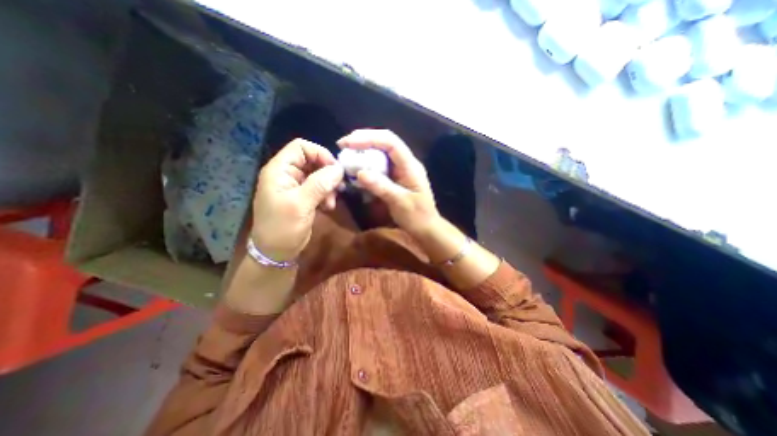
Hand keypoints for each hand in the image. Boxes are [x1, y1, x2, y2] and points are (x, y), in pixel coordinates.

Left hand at [253, 139, 342, 260]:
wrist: (276, 253)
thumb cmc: (283, 228)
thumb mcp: (301, 205)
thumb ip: (319, 184)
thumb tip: (339, 169)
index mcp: (279, 170)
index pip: (301, 147)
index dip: (320, 154)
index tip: (335, 170)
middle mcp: (287, 174)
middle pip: (312, 160)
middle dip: (327, 173)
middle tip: (338, 188)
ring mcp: (295, 186)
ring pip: (318, 175)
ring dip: (328, 186)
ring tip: (331, 202)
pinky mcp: (303, 197)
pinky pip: (319, 188)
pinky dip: (326, 195)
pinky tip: (328, 207)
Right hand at [337, 129, 439, 237]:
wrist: (426, 228)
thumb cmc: (417, 217)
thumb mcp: (400, 203)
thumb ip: (382, 187)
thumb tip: (359, 173)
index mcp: (410, 166)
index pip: (390, 142)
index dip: (369, 138)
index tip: (349, 143)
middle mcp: (406, 163)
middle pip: (385, 142)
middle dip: (364, 140)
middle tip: (343, 146)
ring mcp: (400, 170)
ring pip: (381, 153)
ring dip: (364, 152)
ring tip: (347, 155)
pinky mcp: (395, 177)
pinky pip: (379, 166)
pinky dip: (367, 165)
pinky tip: (357, 170)